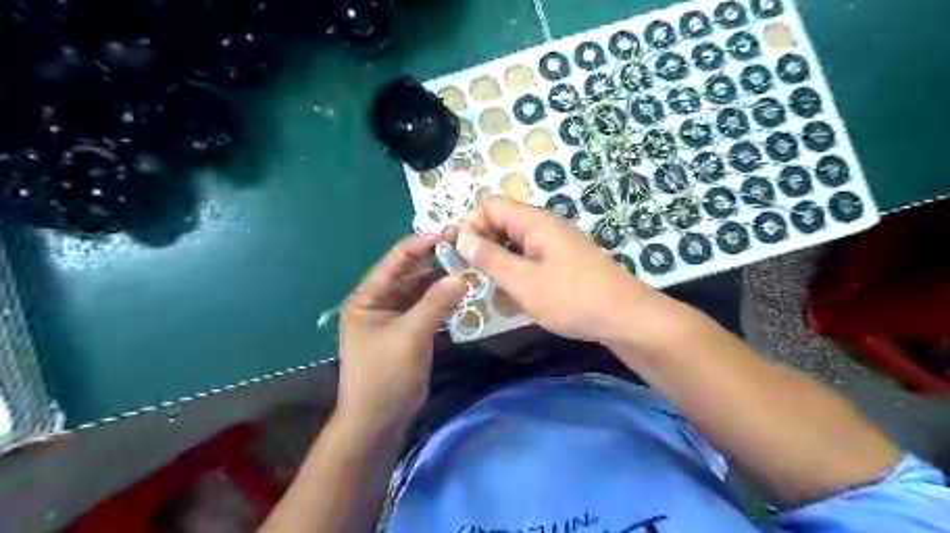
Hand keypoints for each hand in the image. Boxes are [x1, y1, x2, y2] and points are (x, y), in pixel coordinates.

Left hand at [337, 232, 467, 437]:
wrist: (378, 420)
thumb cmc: (385, 376)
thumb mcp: (410, 336)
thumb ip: (435, 304)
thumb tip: (462, 276)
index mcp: (367, 298)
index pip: (395, 261)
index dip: (421, 245)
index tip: (450, 234)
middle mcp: (379, 302)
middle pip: (410, 273)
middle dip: (435, 260)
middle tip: (465, 246)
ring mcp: (394, 316)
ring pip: (421, 289)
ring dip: (441, 279)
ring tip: (469, 265)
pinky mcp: (408, 330)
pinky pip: (427, 306)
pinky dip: (443, 299)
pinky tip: (462, 290)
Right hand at [457, 198, 671, 347]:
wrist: (625, 318)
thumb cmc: (571, 299)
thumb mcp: (523, 282)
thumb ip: (489, 258)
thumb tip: (461, 239)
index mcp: (534, 221)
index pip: (490, 206)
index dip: (472, 226)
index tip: (465, 257)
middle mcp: (545, 225)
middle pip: (502, 222)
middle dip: (485, 245)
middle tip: (479, 277)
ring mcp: (556, 243)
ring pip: (515, 242)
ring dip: (501, 262)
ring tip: (499, 290)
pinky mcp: (563, 261)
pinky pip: (531, 257)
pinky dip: (519, 271)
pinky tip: (520, 294)